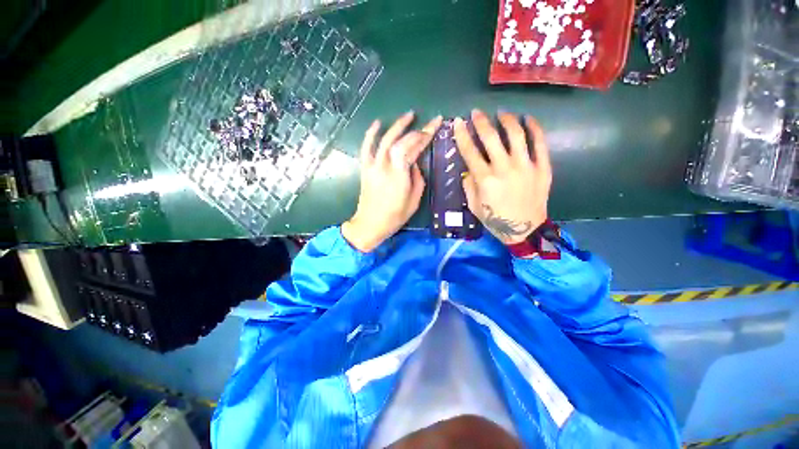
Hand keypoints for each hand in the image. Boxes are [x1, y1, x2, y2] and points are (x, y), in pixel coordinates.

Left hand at [342, 112, 442, 251]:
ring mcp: (373, 166)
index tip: (435, 124)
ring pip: (385, 140)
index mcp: (400, 176)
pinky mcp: (365, 168)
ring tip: (409, 115)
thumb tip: (415, 163)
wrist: (370, 224)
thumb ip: (417, 179)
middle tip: (428, 123)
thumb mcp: (414, 201)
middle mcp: (385, 167)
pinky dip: (371, 134)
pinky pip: (366, 147)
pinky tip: (378, 123)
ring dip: (397, 125)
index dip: (425, 135)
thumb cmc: (395, 216)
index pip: (413, 148)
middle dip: (417, 131)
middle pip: (401, 142)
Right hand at [454, 110, 551, 244]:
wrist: (525, 230)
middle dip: (480, 122)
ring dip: (506, 120)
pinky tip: (527, 119)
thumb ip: (468, 185)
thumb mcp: (474, 206)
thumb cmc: (495, 219)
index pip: (470, 151)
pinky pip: (540, 143)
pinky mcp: (542, 168)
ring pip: (516, 135)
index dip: (462, 135)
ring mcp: (526, 166)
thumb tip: (468, 168)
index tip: (458, 122)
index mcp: (485, 180)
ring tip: (501, 113)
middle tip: (476, 113)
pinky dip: (534, 128)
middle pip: (491, 138)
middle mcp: (504, 169)